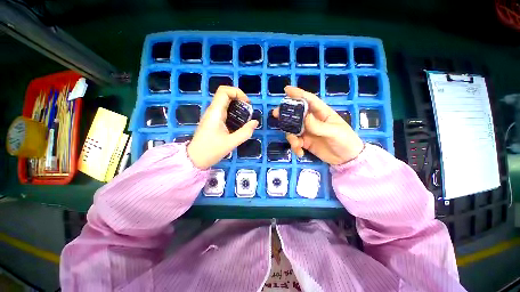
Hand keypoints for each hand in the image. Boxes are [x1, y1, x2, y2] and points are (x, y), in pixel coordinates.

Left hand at [187, 86, 257, 169]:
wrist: (195, 159)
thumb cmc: (211, 151)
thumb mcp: (231, 143)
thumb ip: (245, 132)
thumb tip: (255, 122)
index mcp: (215, 112)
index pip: (224, 91)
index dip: (237, 92)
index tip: (247, 103)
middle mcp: (213, 111)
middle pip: (225, 95)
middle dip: (239, 99)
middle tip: (249, 110)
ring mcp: (212, 115)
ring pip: (225, 103)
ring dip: (237, 106)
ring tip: (246, 116)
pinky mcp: (213, 121)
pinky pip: (224, 111)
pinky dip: (234, 112)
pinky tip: (239, 122)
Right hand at [274, 86, 363, 164]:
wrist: (347, 159)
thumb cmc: (345, 141)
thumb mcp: (334, 132)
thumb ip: (319, 126)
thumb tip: (305, 118)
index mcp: (322, 113)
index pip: (309, 100)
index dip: (298, 94)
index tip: (286, 90)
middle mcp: (312, 121)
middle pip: (296, 114)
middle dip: (286, 114)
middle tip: (276, 114)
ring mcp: (308, 132)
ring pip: (293, 129)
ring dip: (291, 137)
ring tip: (296, 144)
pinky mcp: (305, 142)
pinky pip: (295, 142)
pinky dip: (295, 147)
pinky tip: (300, 153)